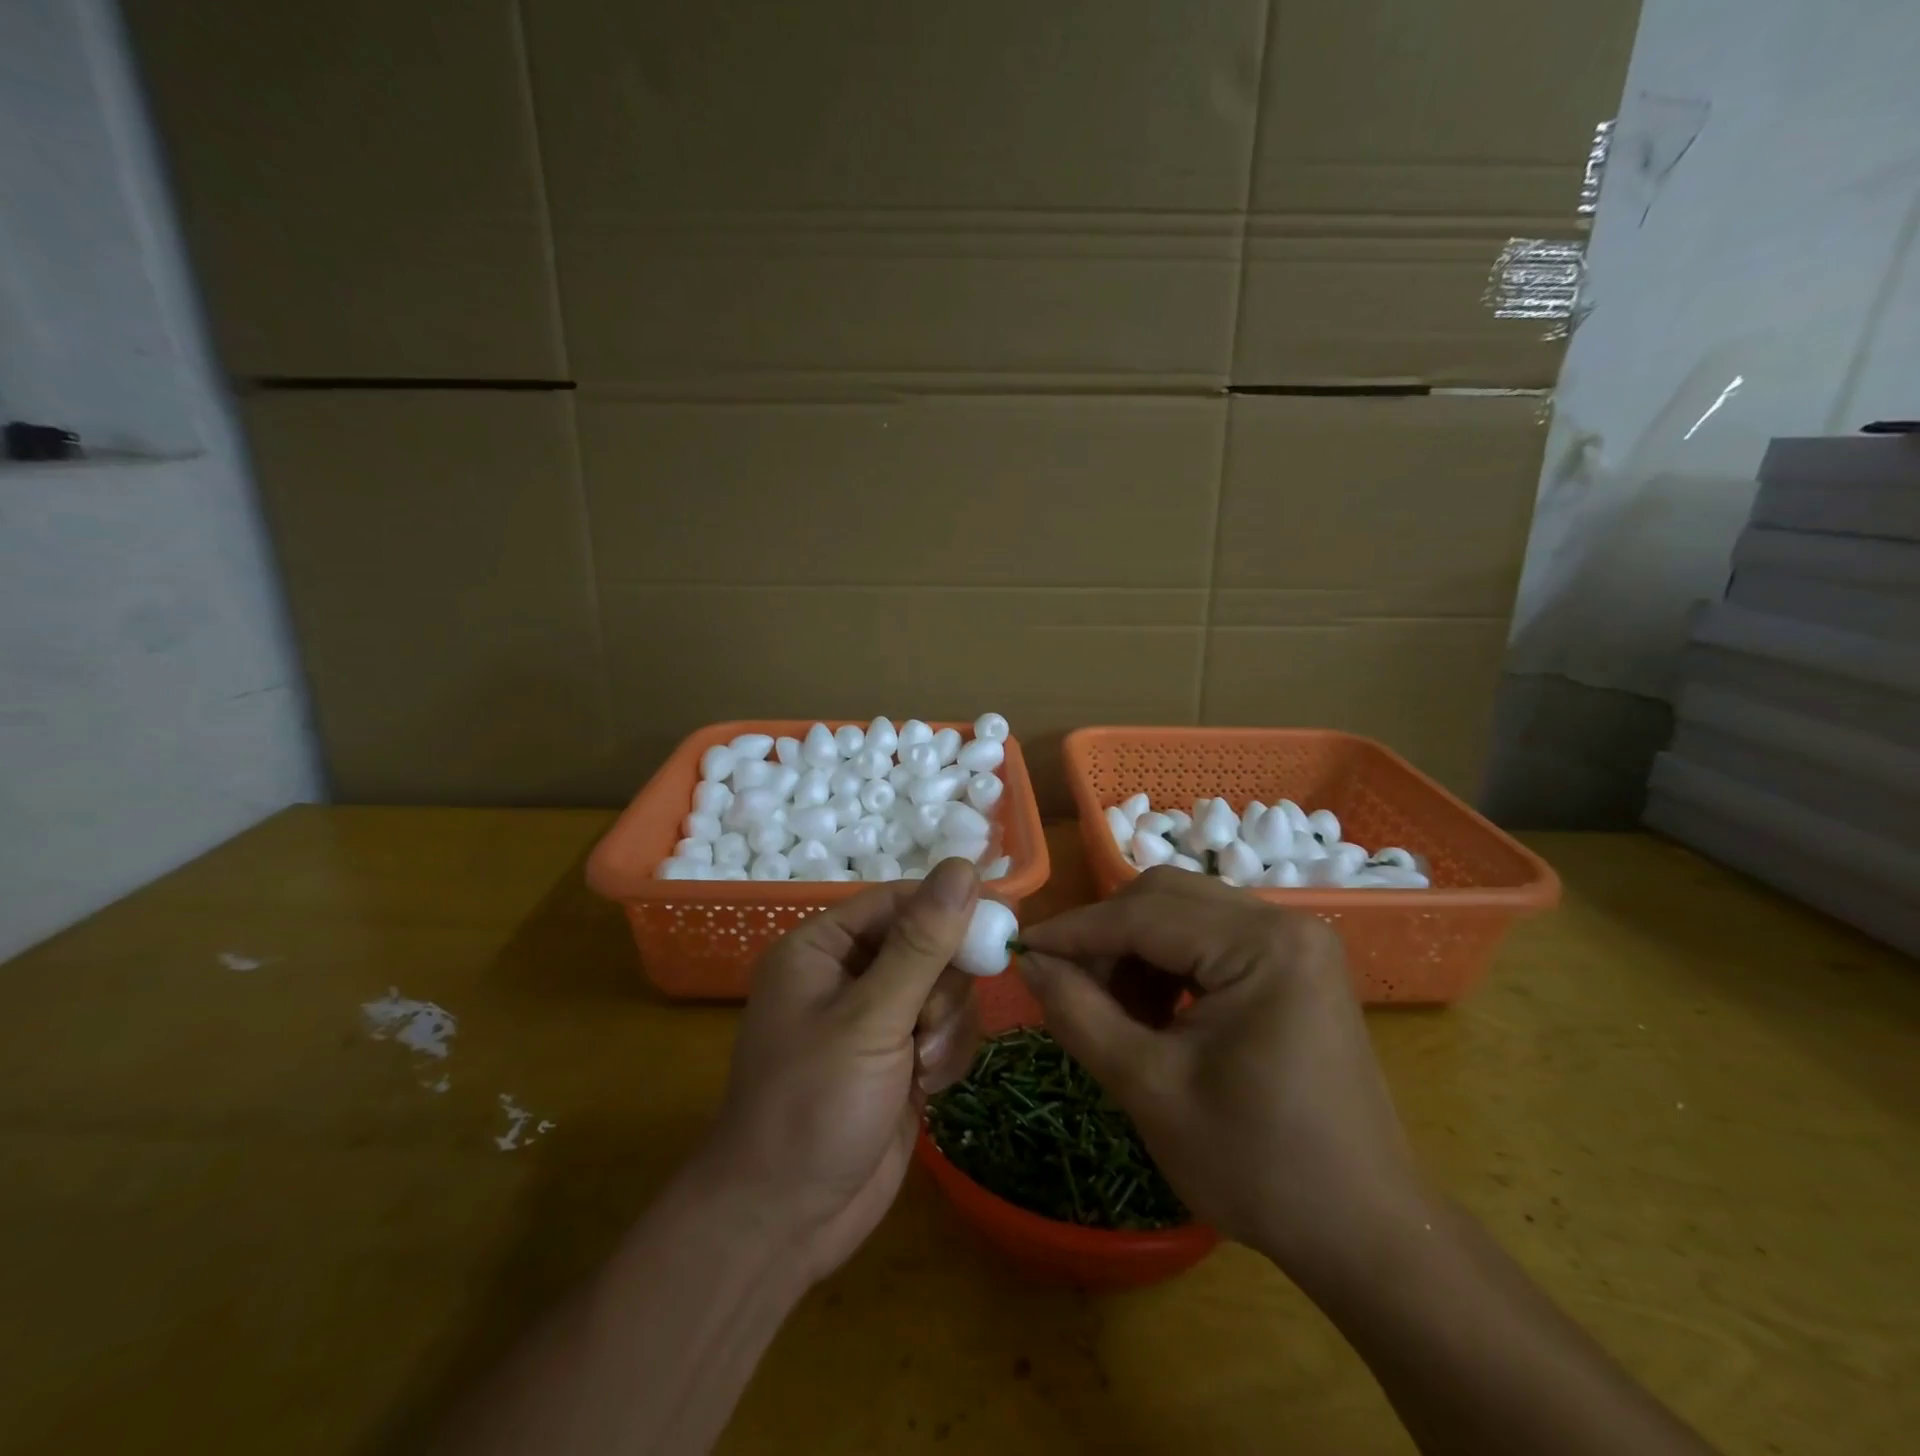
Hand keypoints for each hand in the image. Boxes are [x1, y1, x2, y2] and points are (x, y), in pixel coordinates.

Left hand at [696, 858, 983, 1283]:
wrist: (784, 1224)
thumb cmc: (812, 1107)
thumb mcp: (870, 1019)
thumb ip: (922, 944)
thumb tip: (963, 867)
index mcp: (824, 947)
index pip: (900, 900)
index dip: (950, 907)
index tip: (1001, 922)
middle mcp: (849, 974)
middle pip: (930, 944)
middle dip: (942, 987)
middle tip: (930, 1026)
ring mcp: (877, 1018)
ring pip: (946, 989)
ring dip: (947, 1027)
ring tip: (923, 1067)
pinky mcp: (900, 1057)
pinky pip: (948, 1030)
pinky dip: (948, 1054)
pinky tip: (928, 1088)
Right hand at [1017, 868, 1429, 1276]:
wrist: (1362, 1230)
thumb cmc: (1258, 1165)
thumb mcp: (1150, 1088)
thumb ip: (1078, 1013)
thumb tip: (1028, 962)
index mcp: (1262, 945)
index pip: (1144, 914)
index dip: (1075, 931)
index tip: (1021, 948)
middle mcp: (1284, 922)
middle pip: (1165, 899)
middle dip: (1106, 938)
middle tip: (1065, 985)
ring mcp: (1293, 941)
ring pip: (1183, 915)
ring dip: (1134, 951)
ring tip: (1112, 1010)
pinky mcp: (1292, 963)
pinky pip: (1209, 939)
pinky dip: (1167, 965)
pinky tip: (1153, 1013)